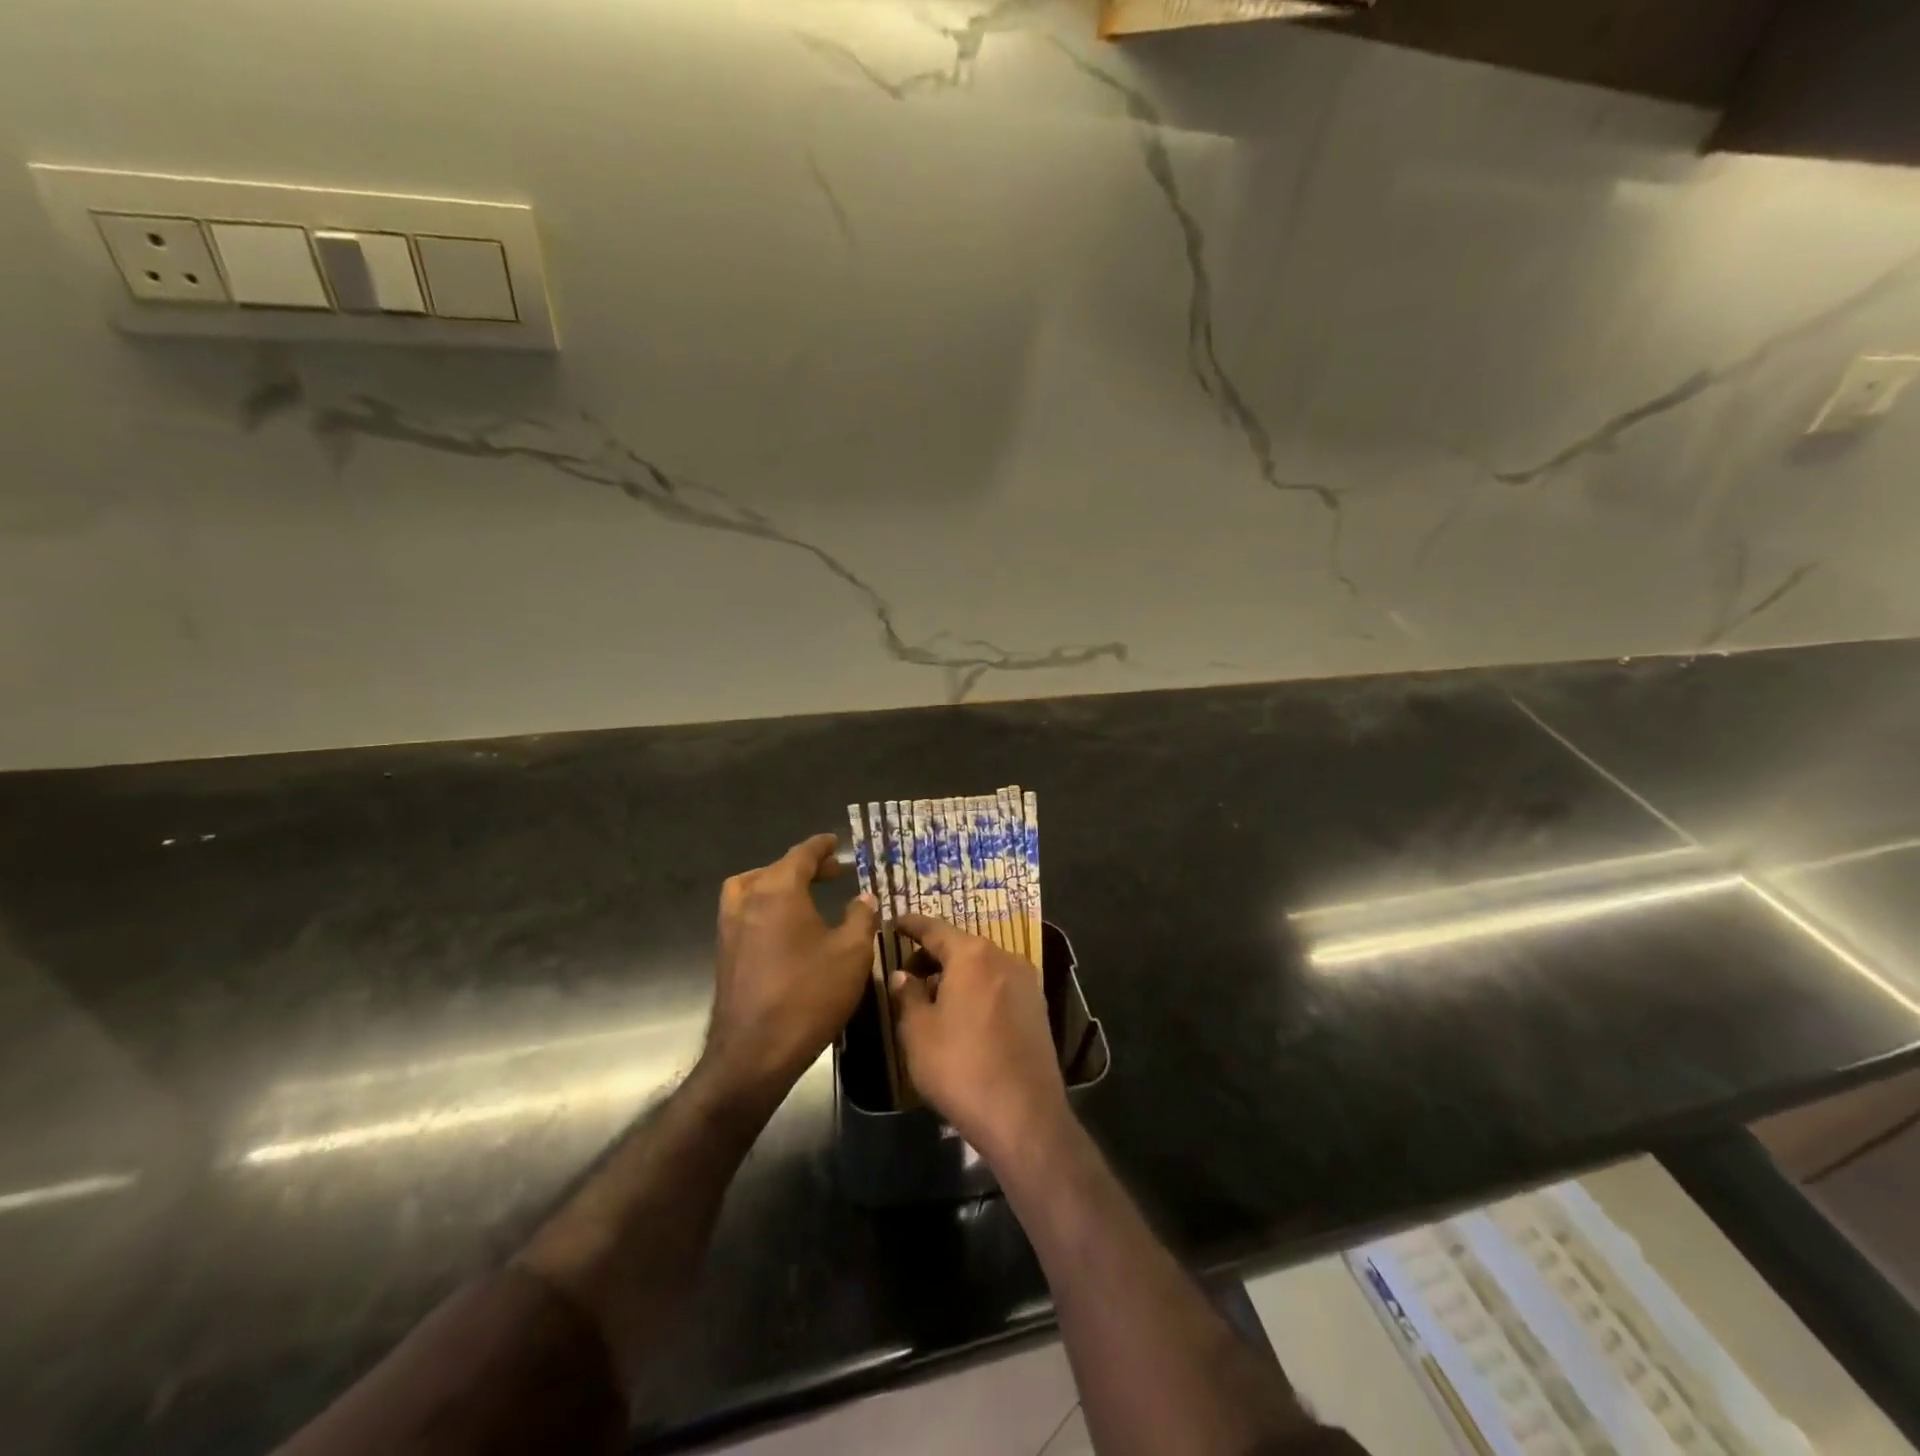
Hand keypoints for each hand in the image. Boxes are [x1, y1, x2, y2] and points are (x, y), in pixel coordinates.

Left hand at [704, 833, 878, 1101]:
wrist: (754, 1052)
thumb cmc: (809, 995)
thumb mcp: (852, 953)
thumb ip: (860, 916)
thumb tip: (864, 896)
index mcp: (778, 890)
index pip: (801, 854)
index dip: (821, 847)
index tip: (835, 842)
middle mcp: (748, 900)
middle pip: (776, 869)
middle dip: (805, 866)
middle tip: (832, 871)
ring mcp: (730, 927)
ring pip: (752, 888)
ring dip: (779, 884)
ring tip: (805, 894)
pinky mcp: (725, 953)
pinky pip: (745, 912)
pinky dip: (766, 905)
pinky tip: (789, 928)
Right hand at [890, 913, 1070, 1164]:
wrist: (1024, 1115)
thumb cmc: (961, 1067)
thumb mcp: (919, 1032)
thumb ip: (908, 995)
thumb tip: (902, 975)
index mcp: (972, 955)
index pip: (935, 928)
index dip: (911, 925)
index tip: (895, 923)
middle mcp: (1003, 957)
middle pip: (961, 946)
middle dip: (933, 955)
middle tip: (907, 972)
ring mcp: (1026, 981)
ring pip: (982, 966)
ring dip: (957, 974)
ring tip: (933, 996)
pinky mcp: (1038, 1007)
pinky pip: (999, 984)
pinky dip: (978, 988)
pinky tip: (963, 1014)